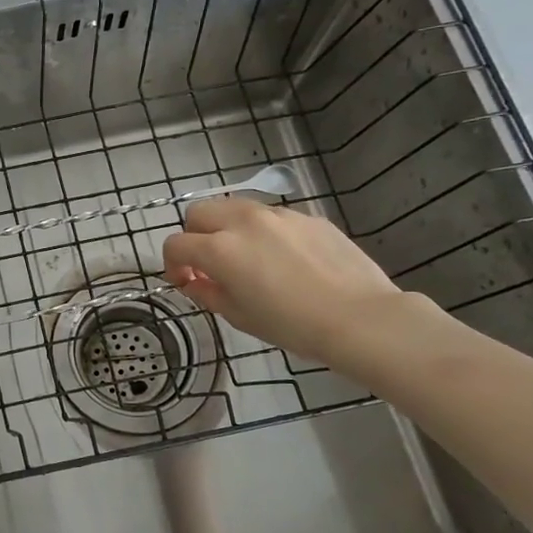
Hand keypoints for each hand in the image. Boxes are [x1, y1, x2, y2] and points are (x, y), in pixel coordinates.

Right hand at [161, 197, 405, 369]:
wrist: (361, 318)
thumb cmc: (292, 325)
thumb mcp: (240, 316)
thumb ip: (208, 293)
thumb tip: (194, 283)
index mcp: (220, 249)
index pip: (176, 244)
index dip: (172, 264)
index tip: (184, 282)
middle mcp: (243, 222)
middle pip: (198, 212)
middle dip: (194, 235)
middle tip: (208, 264)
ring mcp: (278, 215)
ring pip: (234, 207)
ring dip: (227, 228)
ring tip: (245, 258)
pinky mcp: (307, 217)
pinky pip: (271, 217)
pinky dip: (263, 232)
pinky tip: (284, 260)